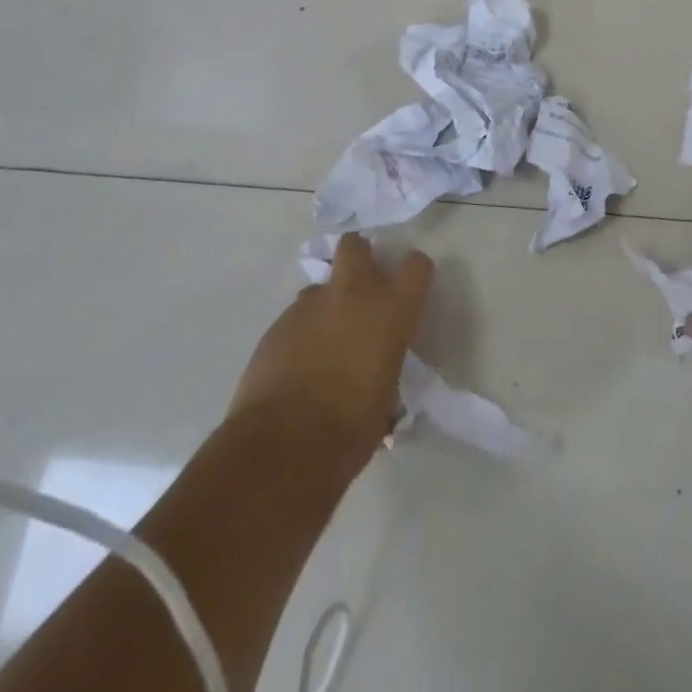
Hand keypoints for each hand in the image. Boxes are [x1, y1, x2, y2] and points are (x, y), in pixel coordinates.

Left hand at [229, 233, 433, 462]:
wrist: (284, 445)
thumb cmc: (350, 428)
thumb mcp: (387, 399)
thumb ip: (385, 367)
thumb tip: (378, 374)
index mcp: (390, 311)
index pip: (416, 266)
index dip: (414, 275)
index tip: (409, 292)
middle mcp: (351, 295)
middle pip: (355, 245)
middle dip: (359, 259)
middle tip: (361, 292)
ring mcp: (309, 306)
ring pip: (321, 287)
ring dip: (327, 305)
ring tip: (324, 343)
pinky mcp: (276, 324)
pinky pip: (296, 316)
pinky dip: (301, 332)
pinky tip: (298, 366)